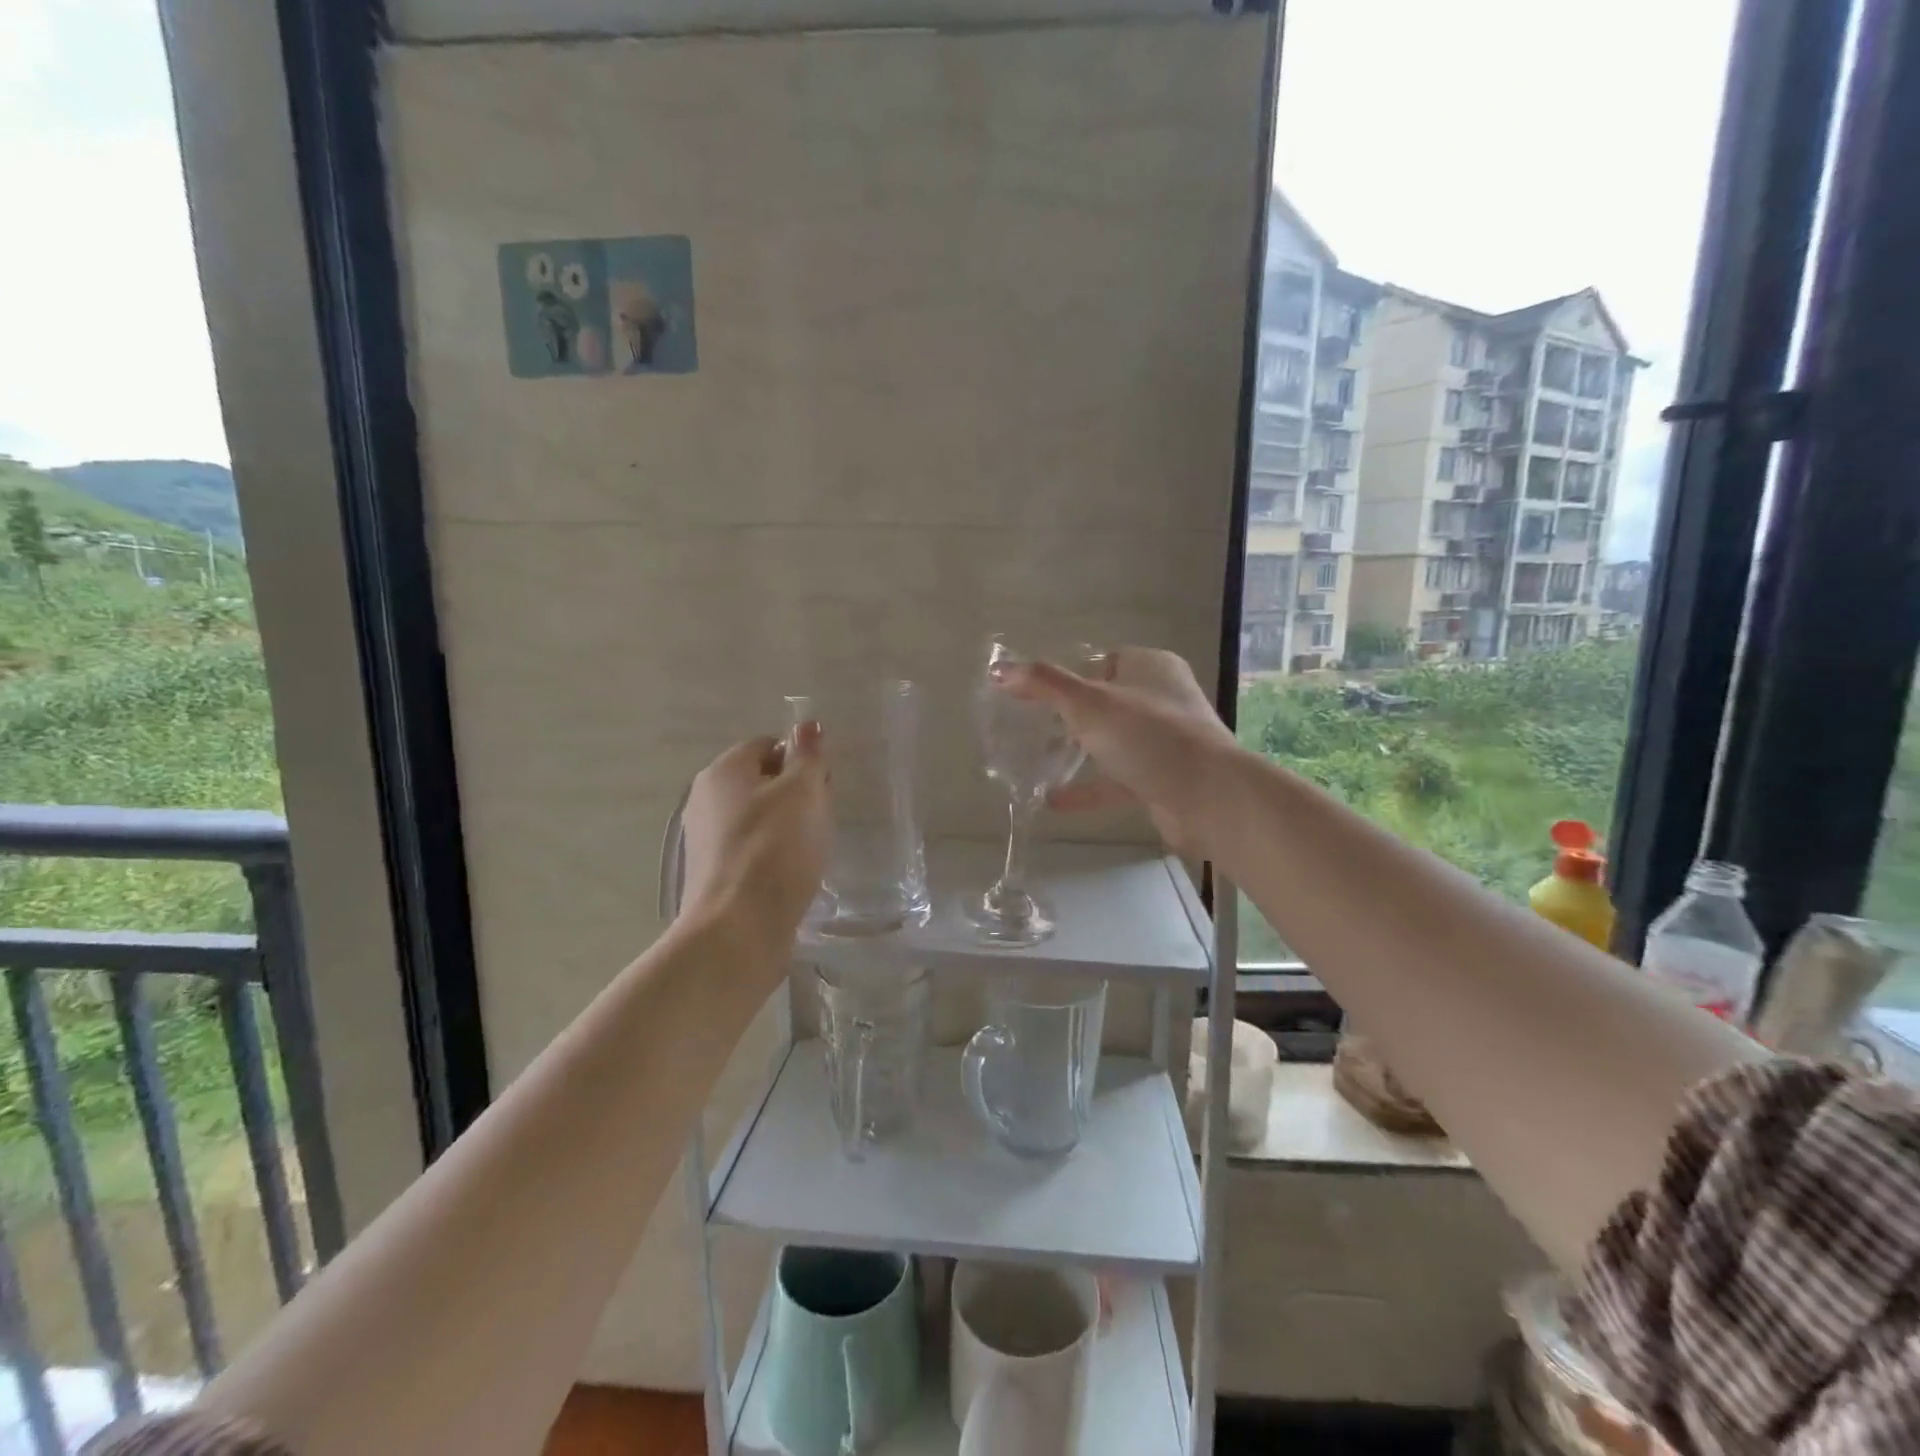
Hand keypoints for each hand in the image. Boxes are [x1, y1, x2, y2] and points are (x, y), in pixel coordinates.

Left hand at [679, 725, 829, 964]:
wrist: (738, 929)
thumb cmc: (775, 850)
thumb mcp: (803, 793)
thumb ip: (808, 756)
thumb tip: (807, 724)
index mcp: (722, 772)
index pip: (768, 746)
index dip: (801, 760)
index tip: (824, 786)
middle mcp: (705, 800)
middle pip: (761, 782)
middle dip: (796, 795)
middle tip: (821, 819)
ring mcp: (705, 840)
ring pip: (758, 818)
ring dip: (787, 828)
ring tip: (810, 851)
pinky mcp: (713, 875)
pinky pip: (751, 850)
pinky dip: (773, 856)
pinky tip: (791, 876)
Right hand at [997, 647, 1238, 854]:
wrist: (1207, 798)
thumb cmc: (1149, 736)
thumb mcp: (1088, 703)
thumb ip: (1043, 684)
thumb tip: (998, 669)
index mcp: (1151, 667)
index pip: (1104, 660)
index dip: (1070, 673)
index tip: (1035, 691)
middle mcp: (1161, 700)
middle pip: (1106, 702)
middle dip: (1069, 715)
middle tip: (1030, 725)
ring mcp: (1164, 742)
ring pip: (1111, 742)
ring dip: (1078, 751)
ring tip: (1035, 758)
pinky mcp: (1161, 779)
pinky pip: (1116, 780)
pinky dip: (1087, 788)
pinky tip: (1052, 799)